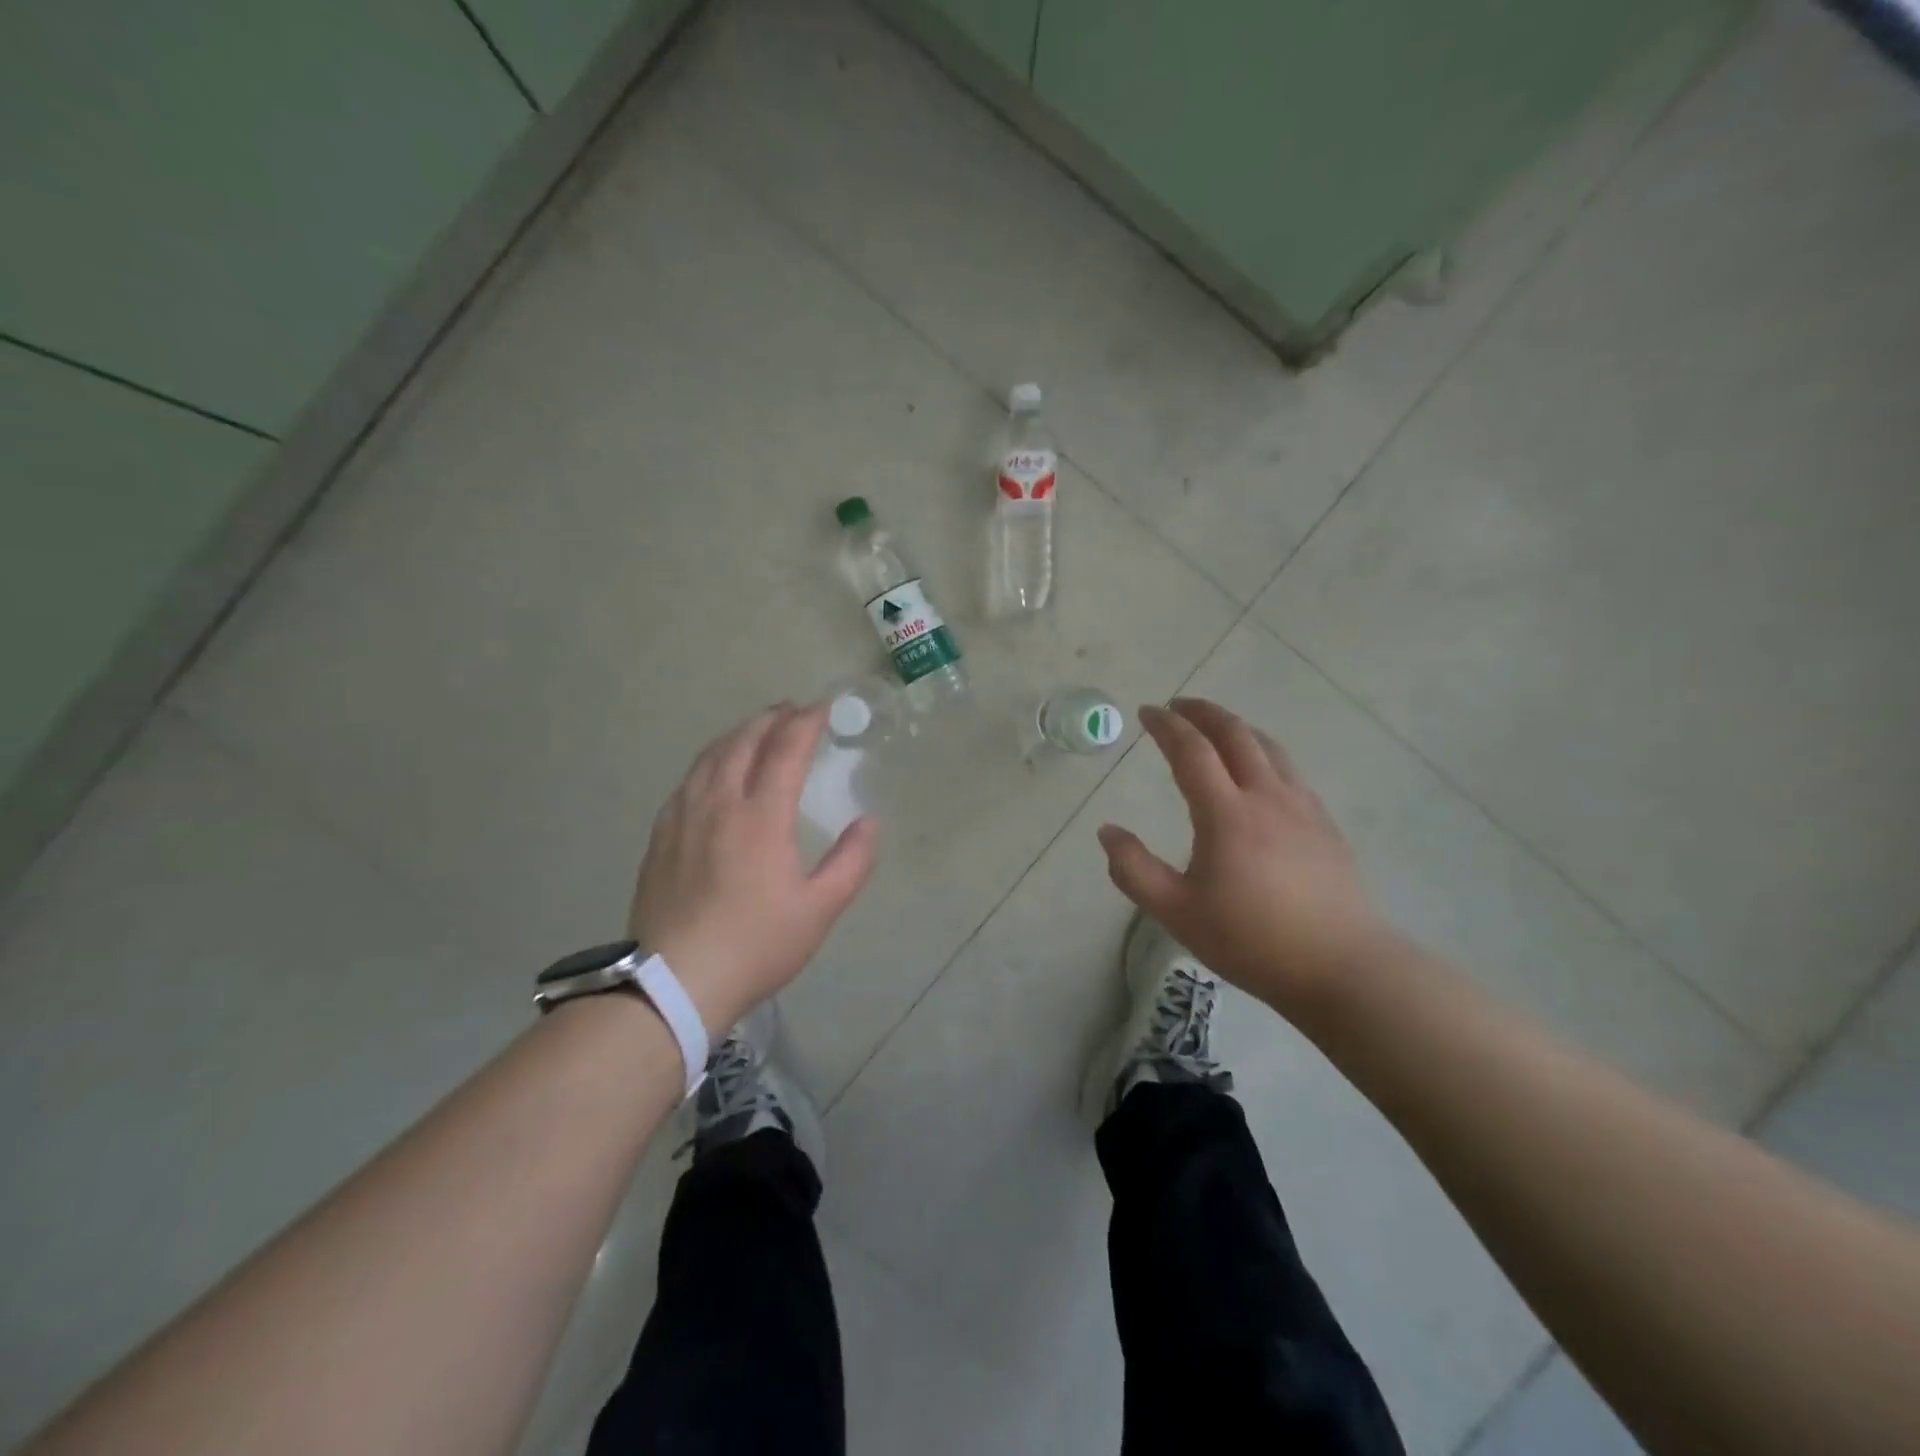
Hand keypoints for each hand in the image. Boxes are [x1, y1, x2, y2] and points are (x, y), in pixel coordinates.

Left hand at [628, 702, 876, 1035]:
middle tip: (791, 709)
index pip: (786, 749)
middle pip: (743, 742)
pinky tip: (713, 773)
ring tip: (755, 730)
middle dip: (771, 719)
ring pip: (710, 757)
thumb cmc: (756, 944)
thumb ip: (851, 861)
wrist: (675, 982)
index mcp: (761, 816)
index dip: (807, 722)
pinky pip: (687, 782)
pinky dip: (710, 762)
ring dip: (737, 734)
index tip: (823, 707)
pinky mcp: (661, 837)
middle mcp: (719, 804)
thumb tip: (868, 822)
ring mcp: (683, 818)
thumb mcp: (819, 909)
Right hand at [1097, 699, 1388, 1013]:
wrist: (1341, 966)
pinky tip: (1260, 771)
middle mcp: (1265, 796)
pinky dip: (1263, 753)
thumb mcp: (1176, 913)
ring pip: (1267, 747)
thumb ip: (1134, 870)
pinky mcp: (1324, 823)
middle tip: (1177, 706)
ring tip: (1216, 728)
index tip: (1146, 712)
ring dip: (1236, 727)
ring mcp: (1301, 806)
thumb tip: (1108, 831)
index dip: (1165, 725)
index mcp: (1225, 813)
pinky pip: (1289, 770)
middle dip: (1202, 712)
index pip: (1191, 751)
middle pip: (1234, 734)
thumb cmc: (1251, 940)